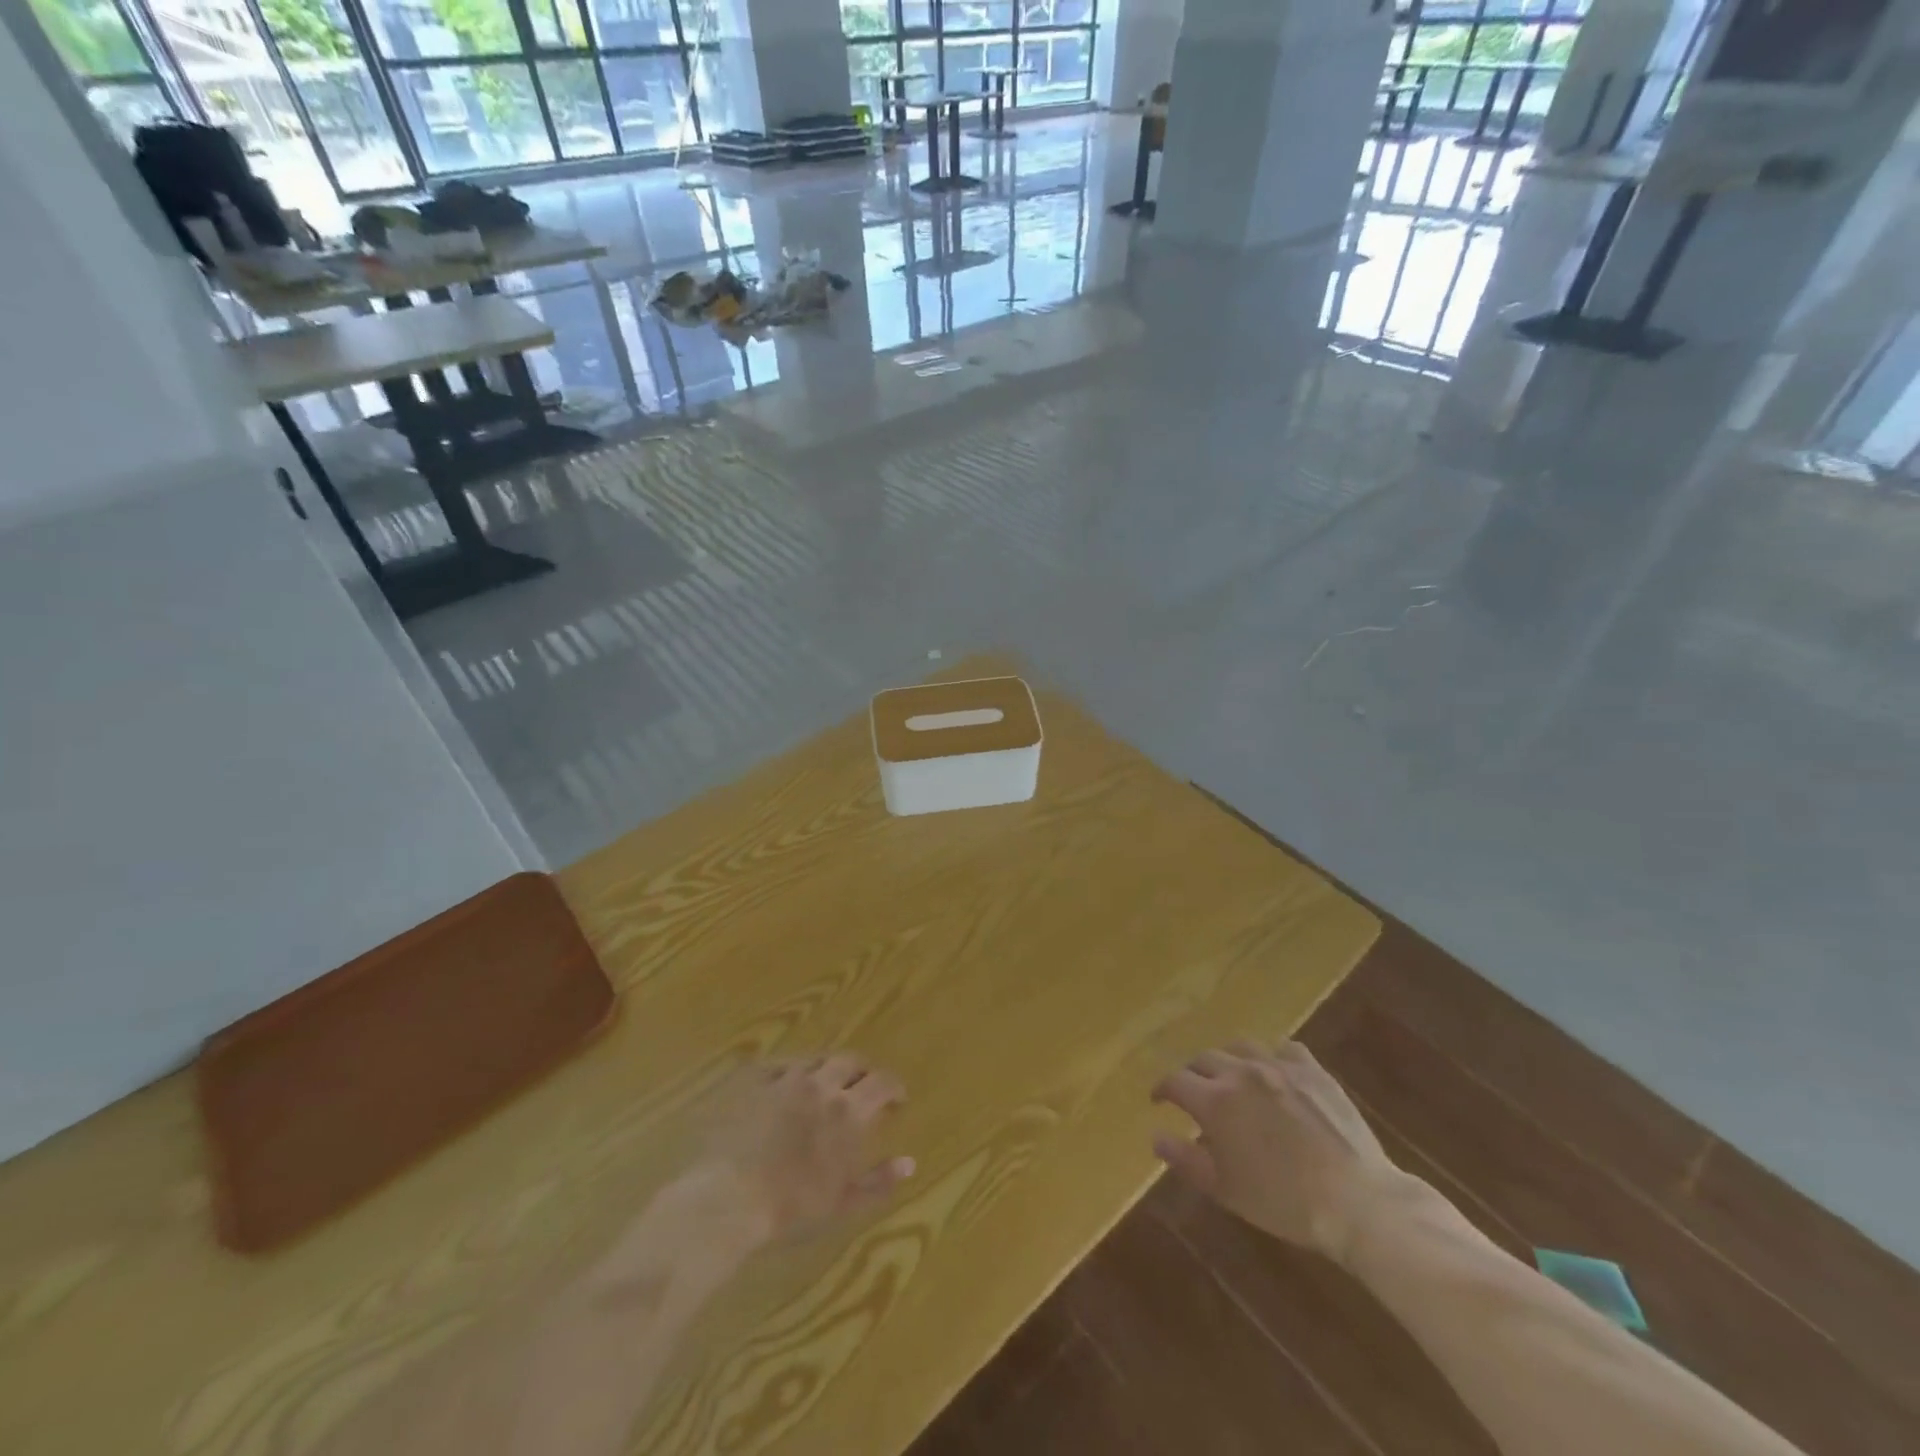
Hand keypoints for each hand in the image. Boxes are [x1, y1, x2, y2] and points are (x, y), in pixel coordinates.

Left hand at [698, 1055, 914, 1243]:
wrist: (727, 1199)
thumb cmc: (790, 1208)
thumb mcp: (843, 1203)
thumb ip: (879, 1181)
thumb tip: (910, 1163)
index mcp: (848, 1112)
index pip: (882, 1083)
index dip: (893, 1087)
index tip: (898, 1099)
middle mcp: (821, 1085)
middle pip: (850, 1061)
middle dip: (862, 1072)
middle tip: (863, 1088)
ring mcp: (785, 1079)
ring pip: (815, 1060)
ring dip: (827, 1069)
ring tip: (825, 1085)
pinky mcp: (753, 1081)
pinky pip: (779, 1065)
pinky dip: (790, 1072)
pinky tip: (786, 1085)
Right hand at [1152, 1040, 1408, 1263]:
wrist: (1357, 1201)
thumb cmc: (1284, 1202)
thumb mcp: (1226, 1189)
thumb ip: (1185, 1159)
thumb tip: (1155, 1136)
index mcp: (1214, 1101)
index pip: (1175, 1081)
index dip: (1162, 1090)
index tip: (1159, 1100)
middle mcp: (1240, 1073)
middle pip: (1204, 1059)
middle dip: (1193, 1074)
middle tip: (1194, 1093)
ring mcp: (1279, 1066)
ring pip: (1240, 1047)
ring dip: (1227, 1059)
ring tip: (1230, 1076)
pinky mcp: (1312, 1070)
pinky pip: (1283, 1048)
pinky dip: (1271, 1056)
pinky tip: (1274, 1071)